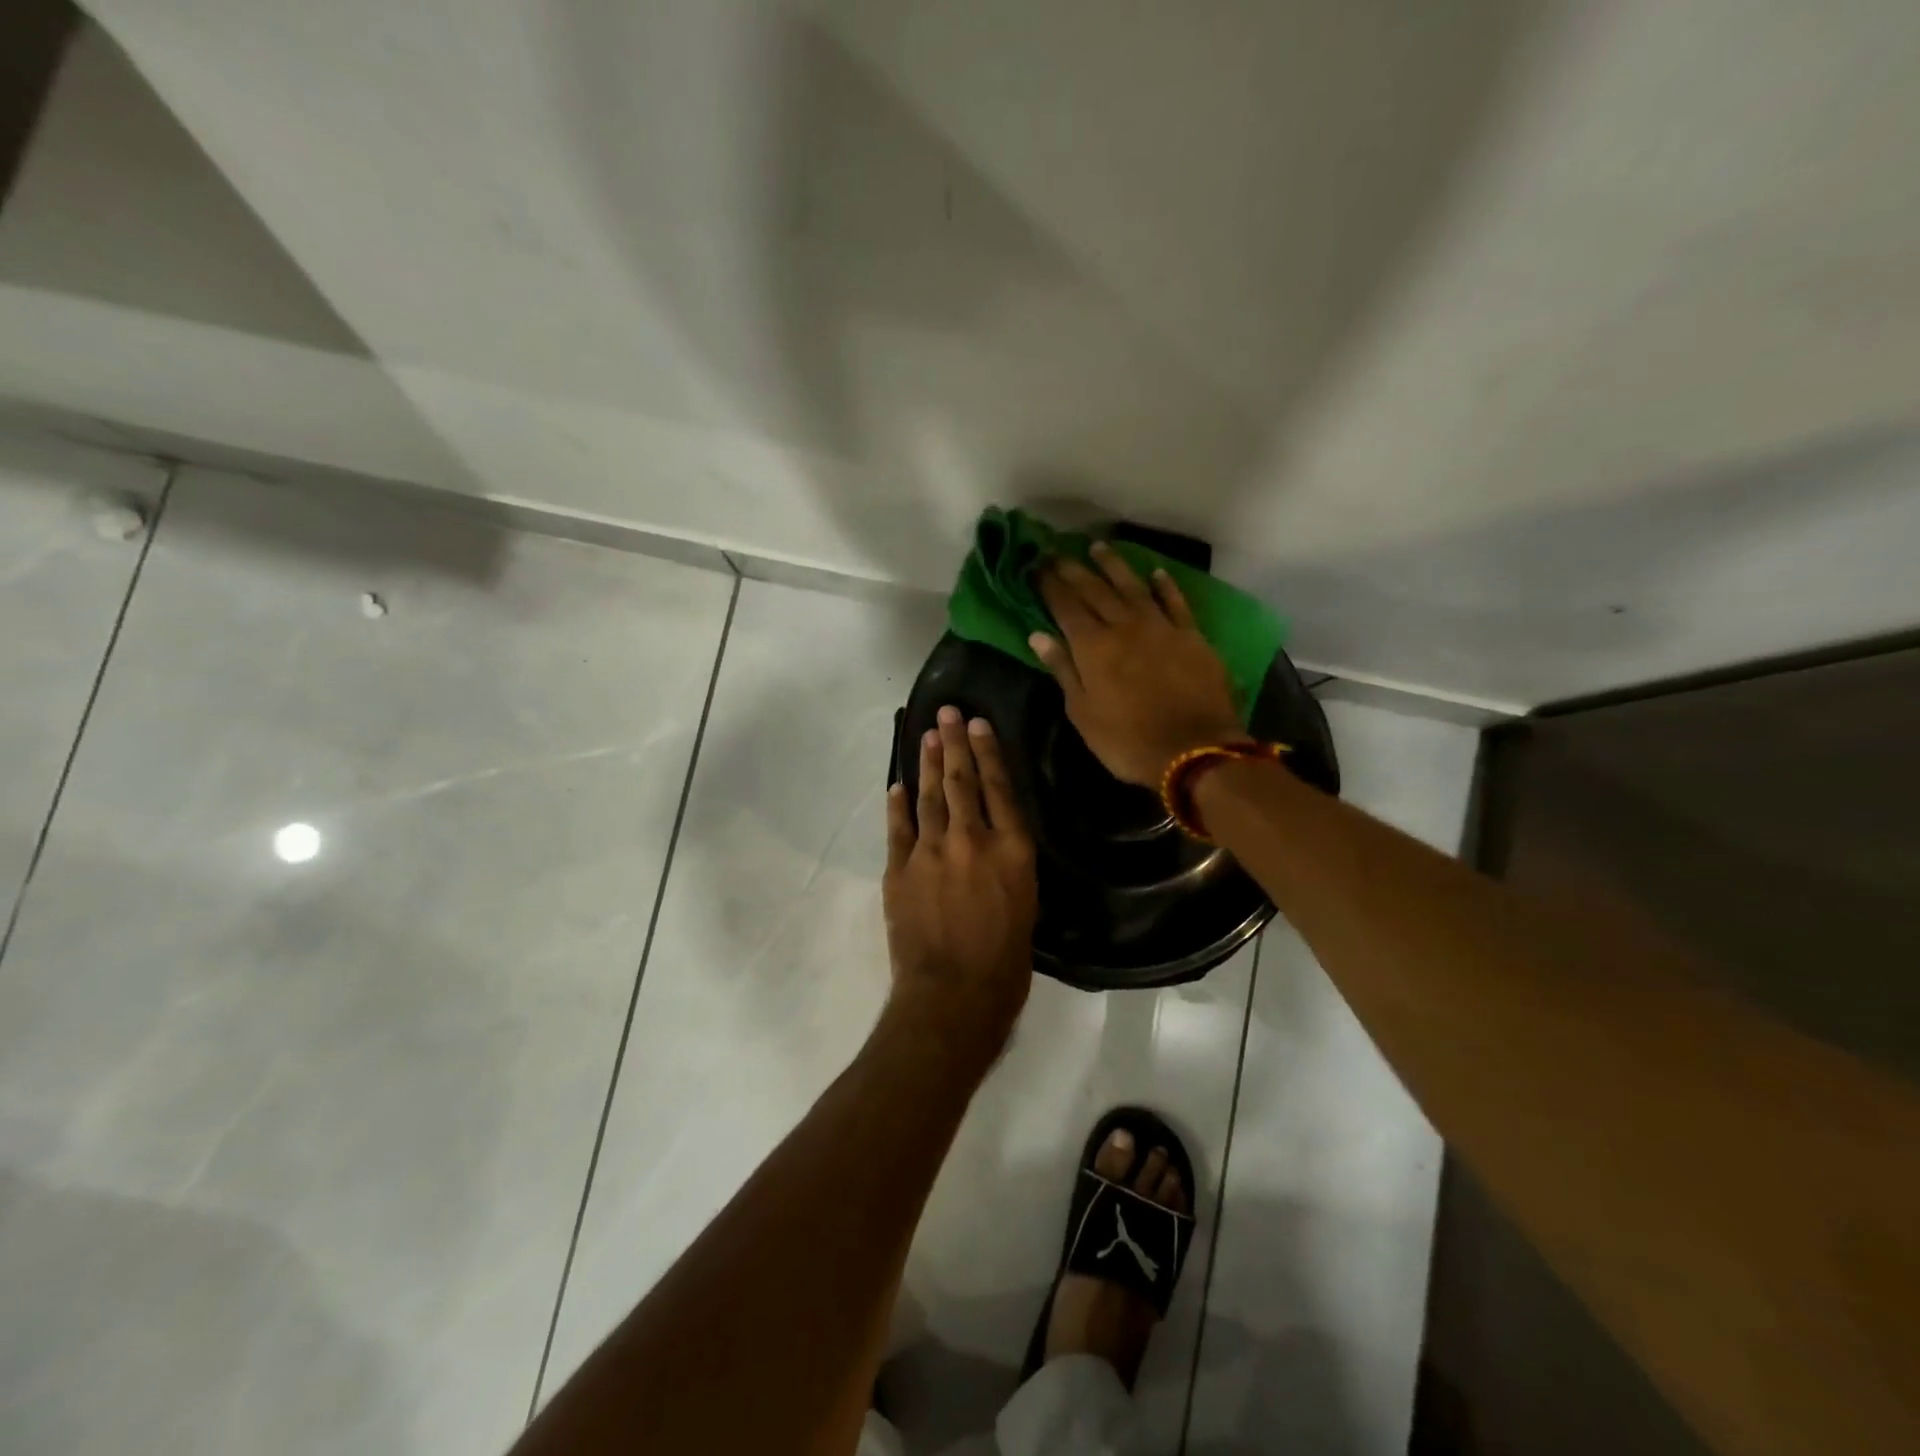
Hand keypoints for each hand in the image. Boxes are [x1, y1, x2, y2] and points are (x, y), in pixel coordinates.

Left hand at [883, 707, 1037, 1060]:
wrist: (953, 995)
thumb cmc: (1005, 962)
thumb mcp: (1026, 906)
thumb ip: (1009, 866)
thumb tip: (996, 844)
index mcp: (1012, 850)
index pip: (999, 788)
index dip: (987, 752)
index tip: (978, 724)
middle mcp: (972, 840)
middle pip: (961, 782)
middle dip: (953, 744)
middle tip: (947, 713)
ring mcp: (931, 852)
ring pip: (929, 797)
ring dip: (928, 764)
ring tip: (927, 736)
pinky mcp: (900, 870)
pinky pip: (898, 828)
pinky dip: (897, 805)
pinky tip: (897, 786)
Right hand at [1033, 542, 1243, 787]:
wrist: (1194, 751)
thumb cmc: (1127, 741)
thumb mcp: (1083, 713)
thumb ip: (1062, 670)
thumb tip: (1038, 635)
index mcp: (1093, 647)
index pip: (1065, 606)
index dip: (1049, 585)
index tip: (1036, 566)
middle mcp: (1124, 626)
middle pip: (1095, 590)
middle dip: (1073, 569)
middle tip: (1057, 552)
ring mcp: (1161, 627)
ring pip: (1133, 586)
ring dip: (1114, 565)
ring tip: (1098, 548)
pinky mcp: (1192, 635)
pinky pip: (1175, 602)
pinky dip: (1165, 585)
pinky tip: (1156, 573)